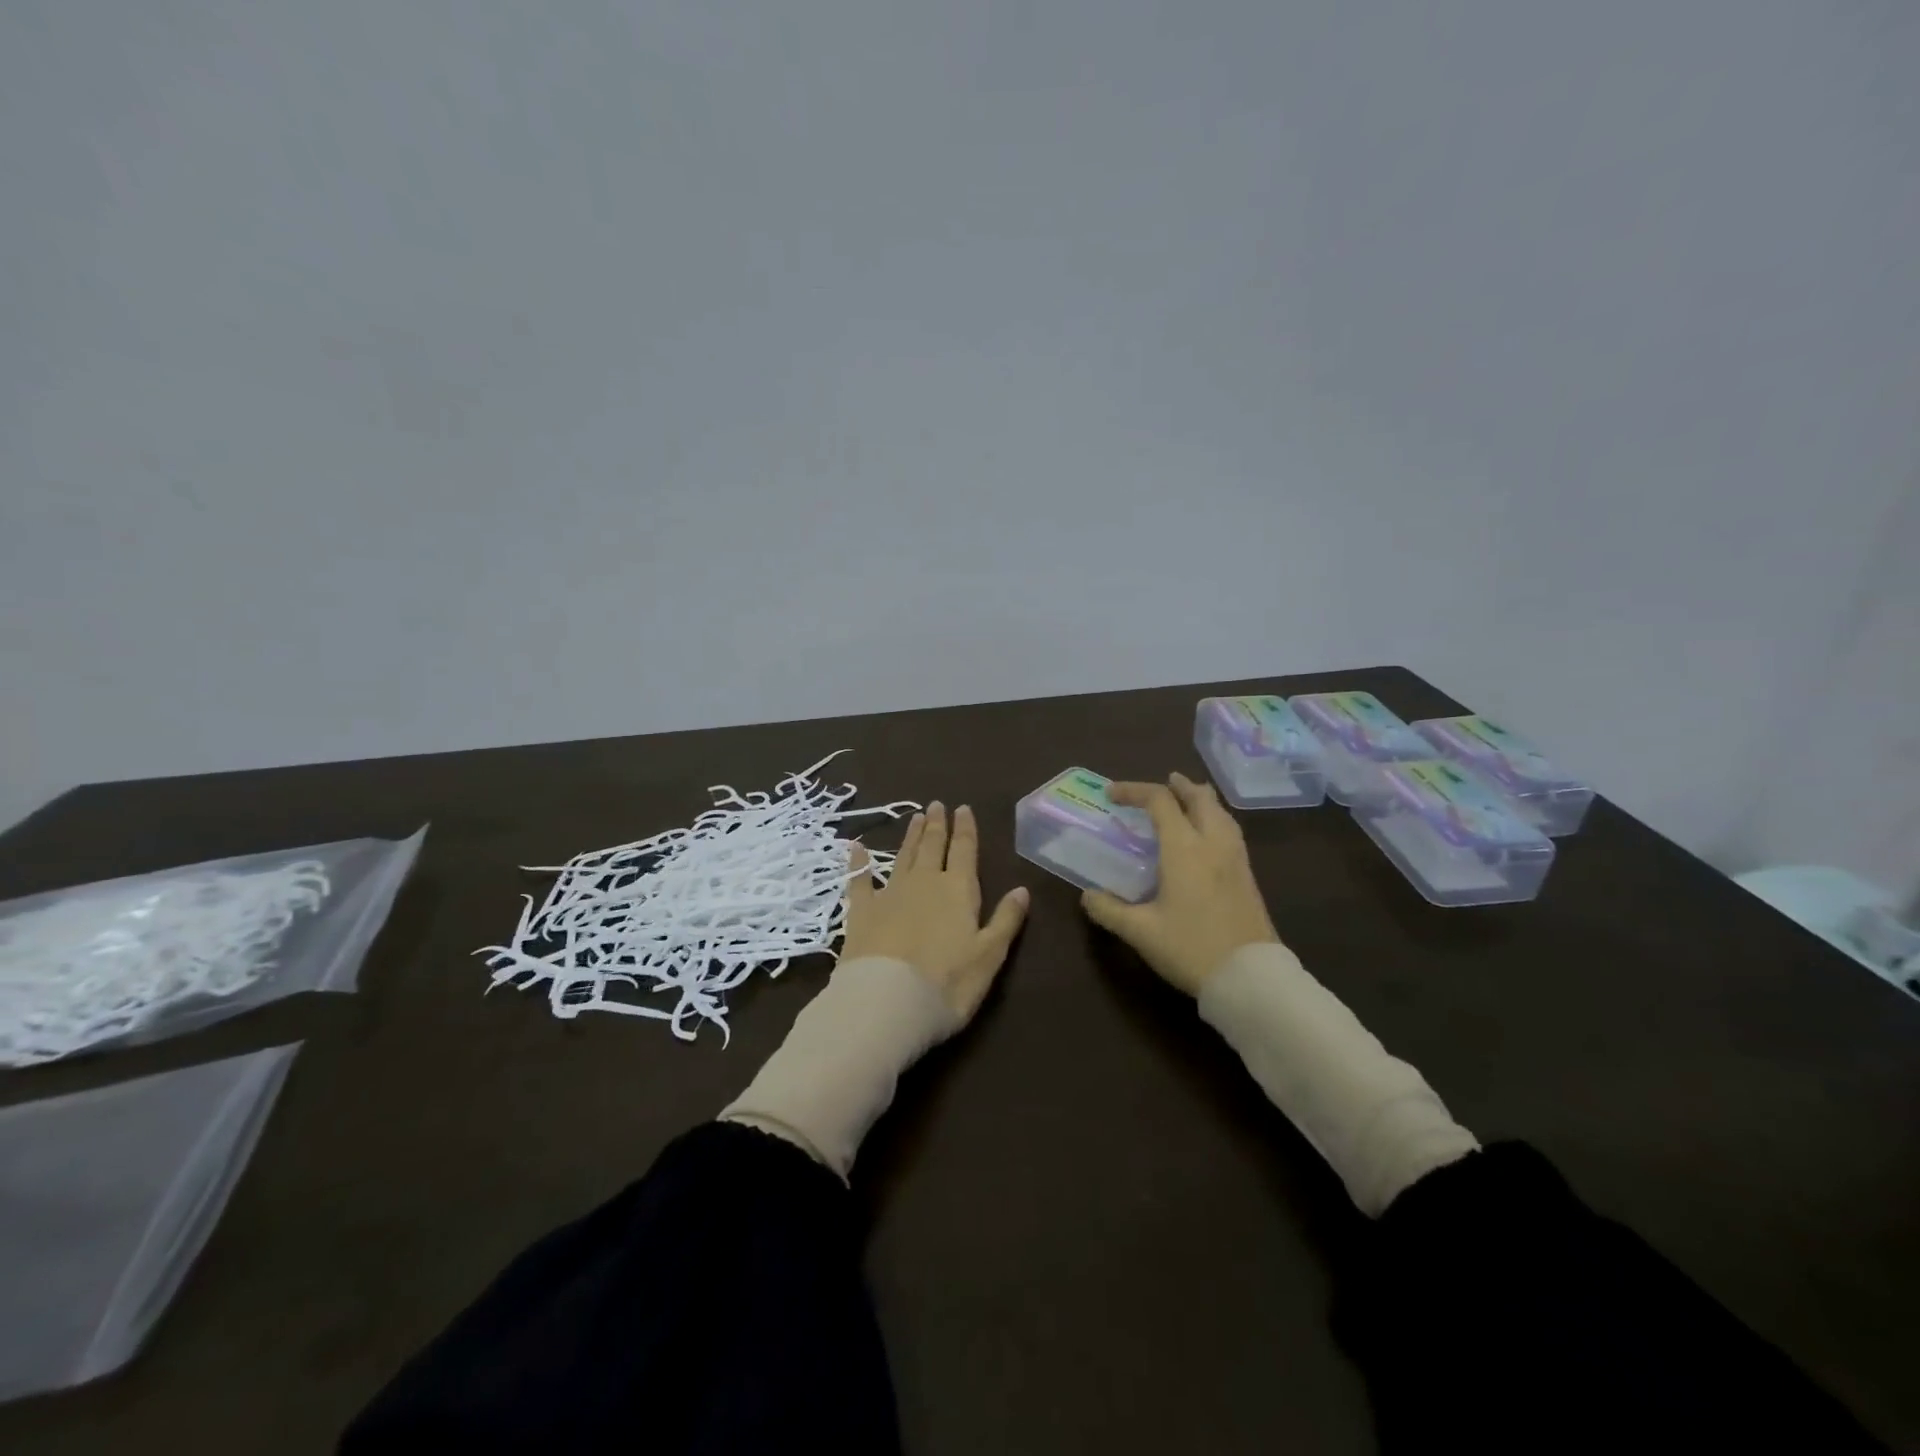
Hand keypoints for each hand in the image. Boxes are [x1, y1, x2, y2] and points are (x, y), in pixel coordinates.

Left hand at [841, 803, 1030, 1022]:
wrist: (887, 1001)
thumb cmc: (948, 983)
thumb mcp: (989, 956)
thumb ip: (1006, 920)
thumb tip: (1023, 889)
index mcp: (958, 891)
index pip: (965, 851)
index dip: (966, 829)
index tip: (963, 808)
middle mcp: (925, 883)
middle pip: (932, 847)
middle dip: (937, 826)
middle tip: (937, 805)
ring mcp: (890, 894)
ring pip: (903, 857)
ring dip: (910, 837)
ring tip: (915, 817)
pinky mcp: (861, 911)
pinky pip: (860, 879)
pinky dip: (859, 862)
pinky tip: (856, 848)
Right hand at [1081, 772, 1280, 995]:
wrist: (1251, 978)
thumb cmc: (1191, 948)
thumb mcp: (1140, 932)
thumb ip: (1109, 910)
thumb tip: (1087, 895)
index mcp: (1184, 848)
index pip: (1159, 802)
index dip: (1134, 791)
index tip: (1111, 794)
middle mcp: (1213, 844)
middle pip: (1200, 798)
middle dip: (1178, 786)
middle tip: (1164, 783)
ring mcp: (1236, 859)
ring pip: (1221, 813)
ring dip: (1202, 800)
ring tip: (1189, 800)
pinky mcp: (1248, 877)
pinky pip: (1231, 832)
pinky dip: (1216, 819)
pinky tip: (1209, 837)